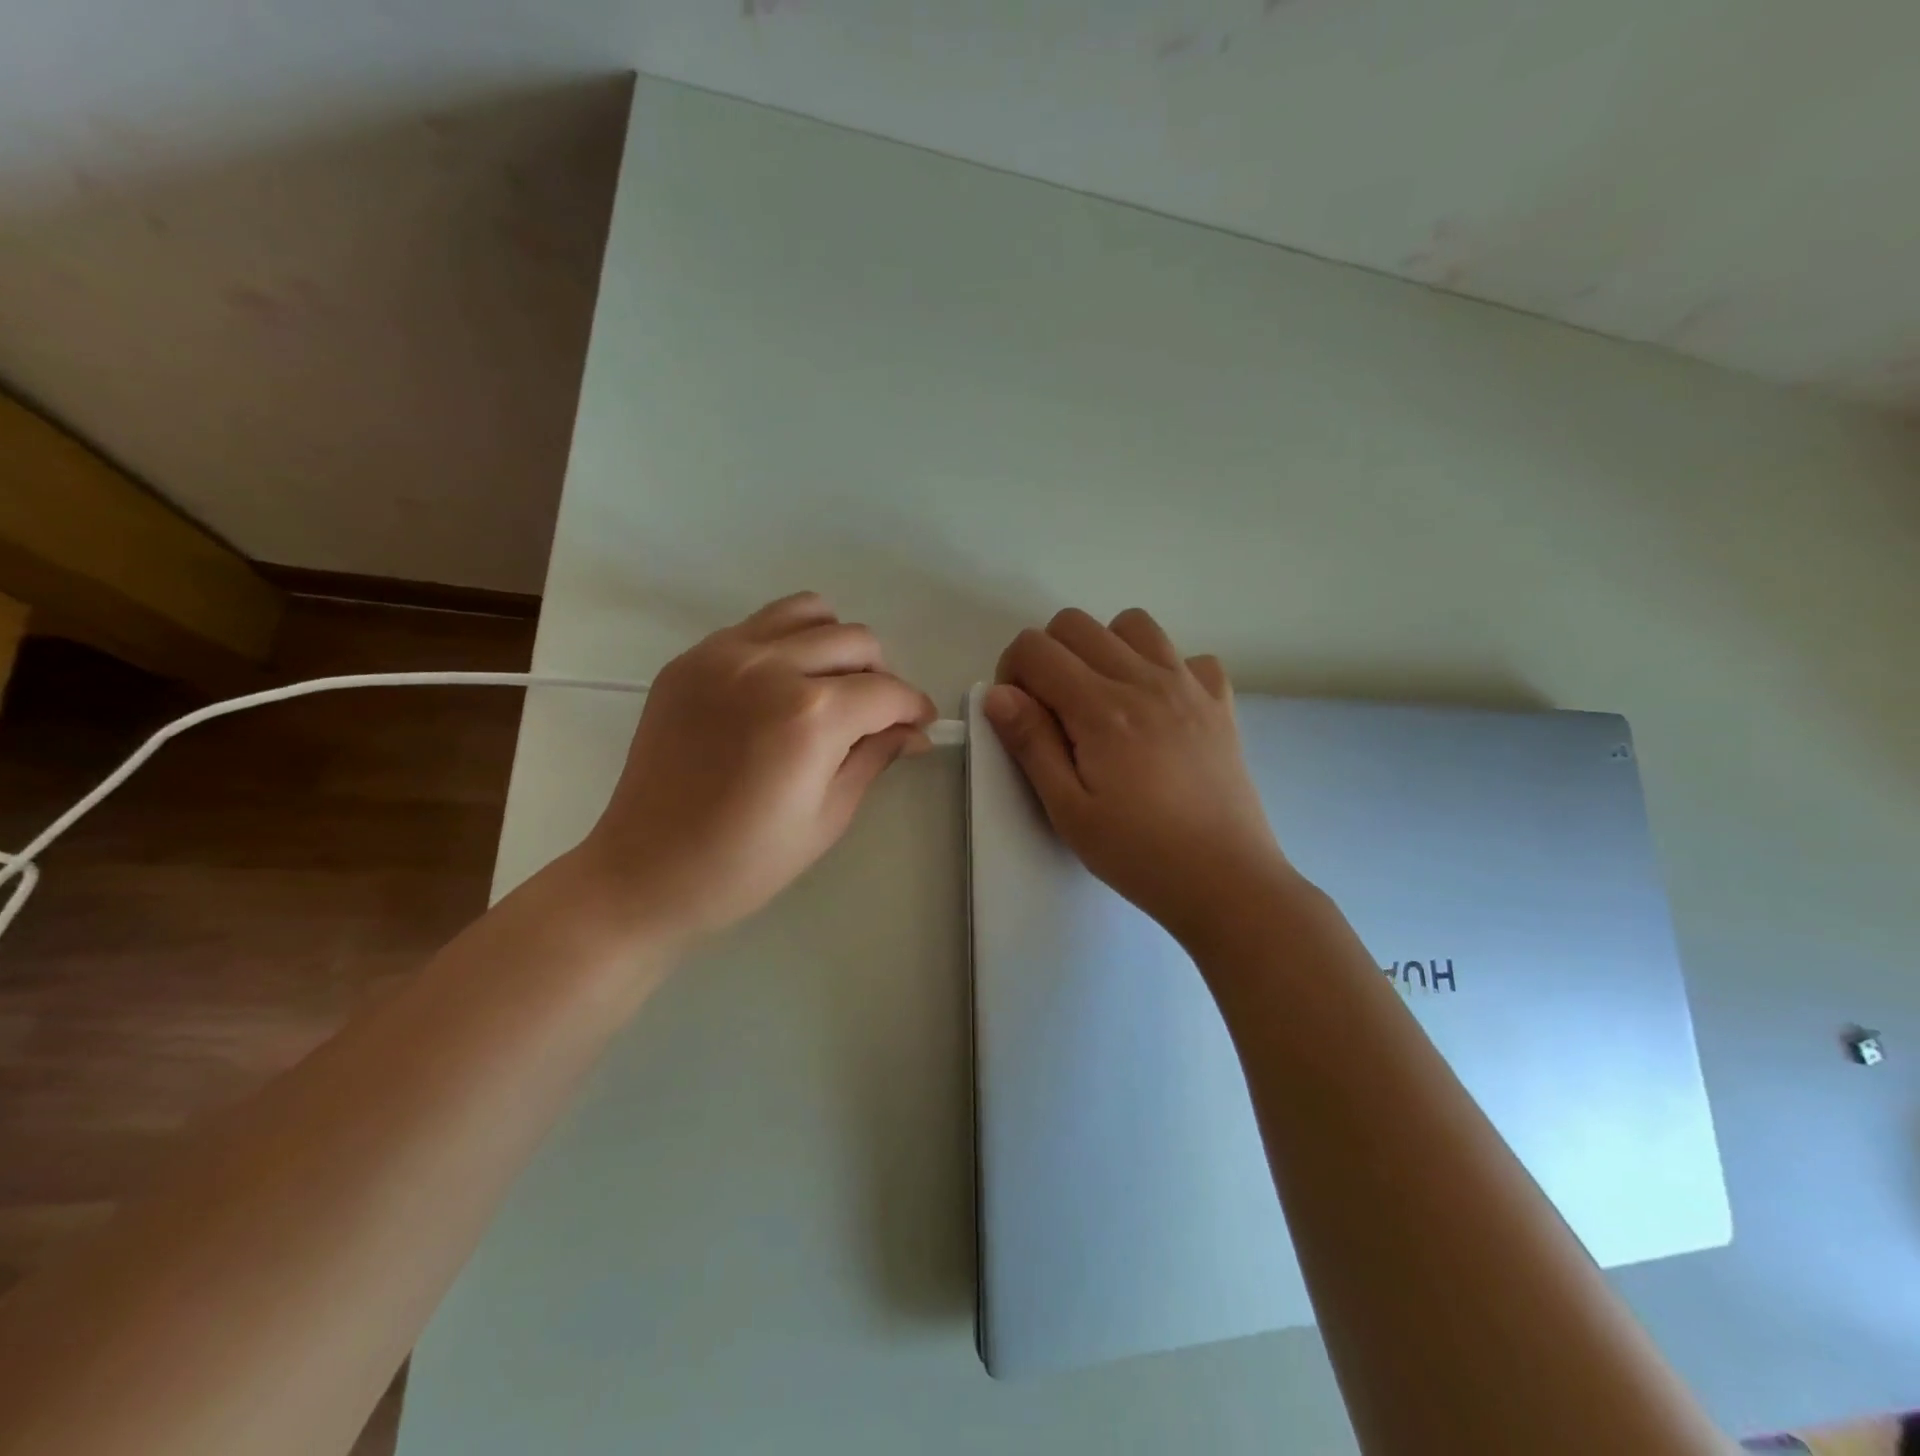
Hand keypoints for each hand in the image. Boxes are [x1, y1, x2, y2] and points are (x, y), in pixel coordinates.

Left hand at [580, 592, 936, 943]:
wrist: (645, 870)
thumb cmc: (746, 862)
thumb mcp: (828, 816)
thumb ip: (875, 757)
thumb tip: (912, 731)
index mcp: (811, 716)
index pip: (886, 692)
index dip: (914, 707)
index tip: (919, 724)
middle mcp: (770, 667)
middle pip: (855, 641)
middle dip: (880, 677)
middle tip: (873, 717)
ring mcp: (724, 655)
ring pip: (809, 613)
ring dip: (835, 646)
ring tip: (829, 688)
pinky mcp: (691, 659)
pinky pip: (759, 626)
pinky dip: (787, 644)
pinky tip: (779, 688)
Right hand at [986, 607, 1294, 946]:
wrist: (1226, 881)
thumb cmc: (1138, 853)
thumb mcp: (1068, 810)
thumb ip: (1031, 744)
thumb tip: (998, 694)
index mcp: (1101, 709)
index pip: (1036, 648)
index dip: (1012, 671)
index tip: (1020, 715)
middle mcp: (1145, 680)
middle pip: (1076, 623)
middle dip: (1048, 654)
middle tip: (1053, 709)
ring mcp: (1189, 685)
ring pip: (1133, 624)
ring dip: (1104, 648)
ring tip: (1104, 699)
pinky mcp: (1220, 702)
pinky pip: (1188, 656)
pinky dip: (1165, 668)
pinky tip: (1160, 710)